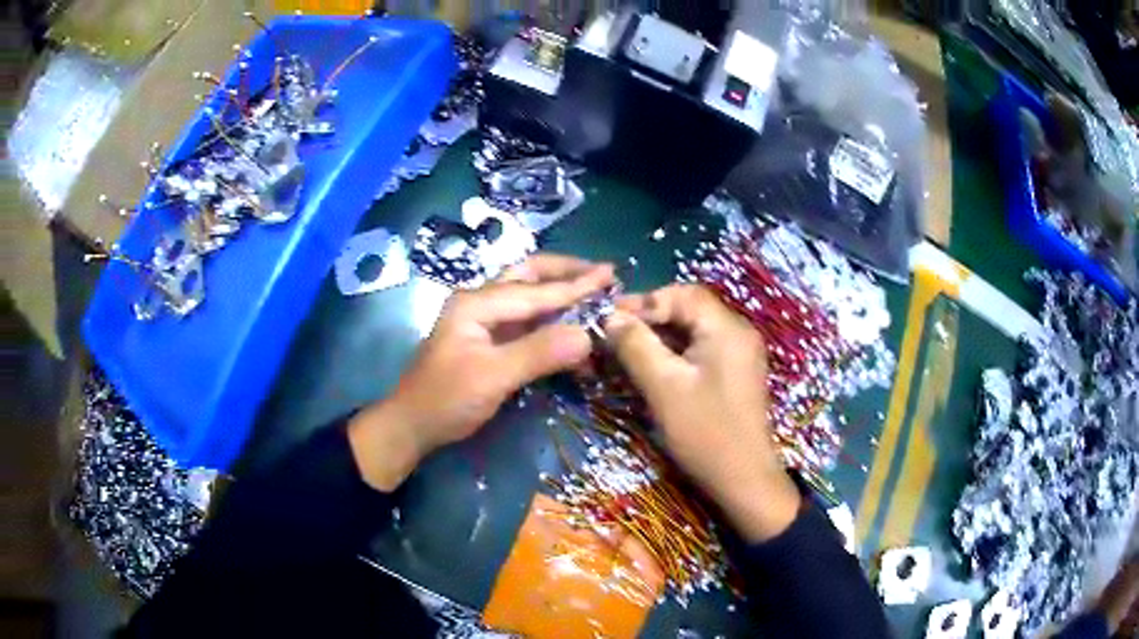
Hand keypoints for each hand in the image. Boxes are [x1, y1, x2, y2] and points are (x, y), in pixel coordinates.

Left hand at [348, 255, 614, 491]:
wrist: (412, 426)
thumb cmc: (445, 400)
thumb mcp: (491, 377)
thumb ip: (538, 353)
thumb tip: (588, 336)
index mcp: (476, 303)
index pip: (535, 291)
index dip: (575, 286)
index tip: (611, 276)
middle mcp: (480, 302)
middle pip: (529, 276)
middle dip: (566, 272)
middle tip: (603, 274)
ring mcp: (484, 321)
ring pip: (528, 295)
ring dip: (560, 291)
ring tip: (594, 290)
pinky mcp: (489, 341)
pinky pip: (526, 320)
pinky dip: (551, 318)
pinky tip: (571, 324)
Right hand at [604, 284, 800, 541]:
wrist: (743, 479)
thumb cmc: (705, 433)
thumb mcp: (664, 388)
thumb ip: (636, 346)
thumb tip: (610, 317)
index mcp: (727, 329)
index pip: (683, 294)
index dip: (645, 301)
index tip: (611, 317)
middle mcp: (738, 332)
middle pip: (689, 310)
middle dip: (650, 319)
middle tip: (615, 336)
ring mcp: (739, 354)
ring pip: (693, 331)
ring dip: (660, 337)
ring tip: (627, 352)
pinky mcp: (735, 373)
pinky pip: (701, 350)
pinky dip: (675, 354)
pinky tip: (652, 369)